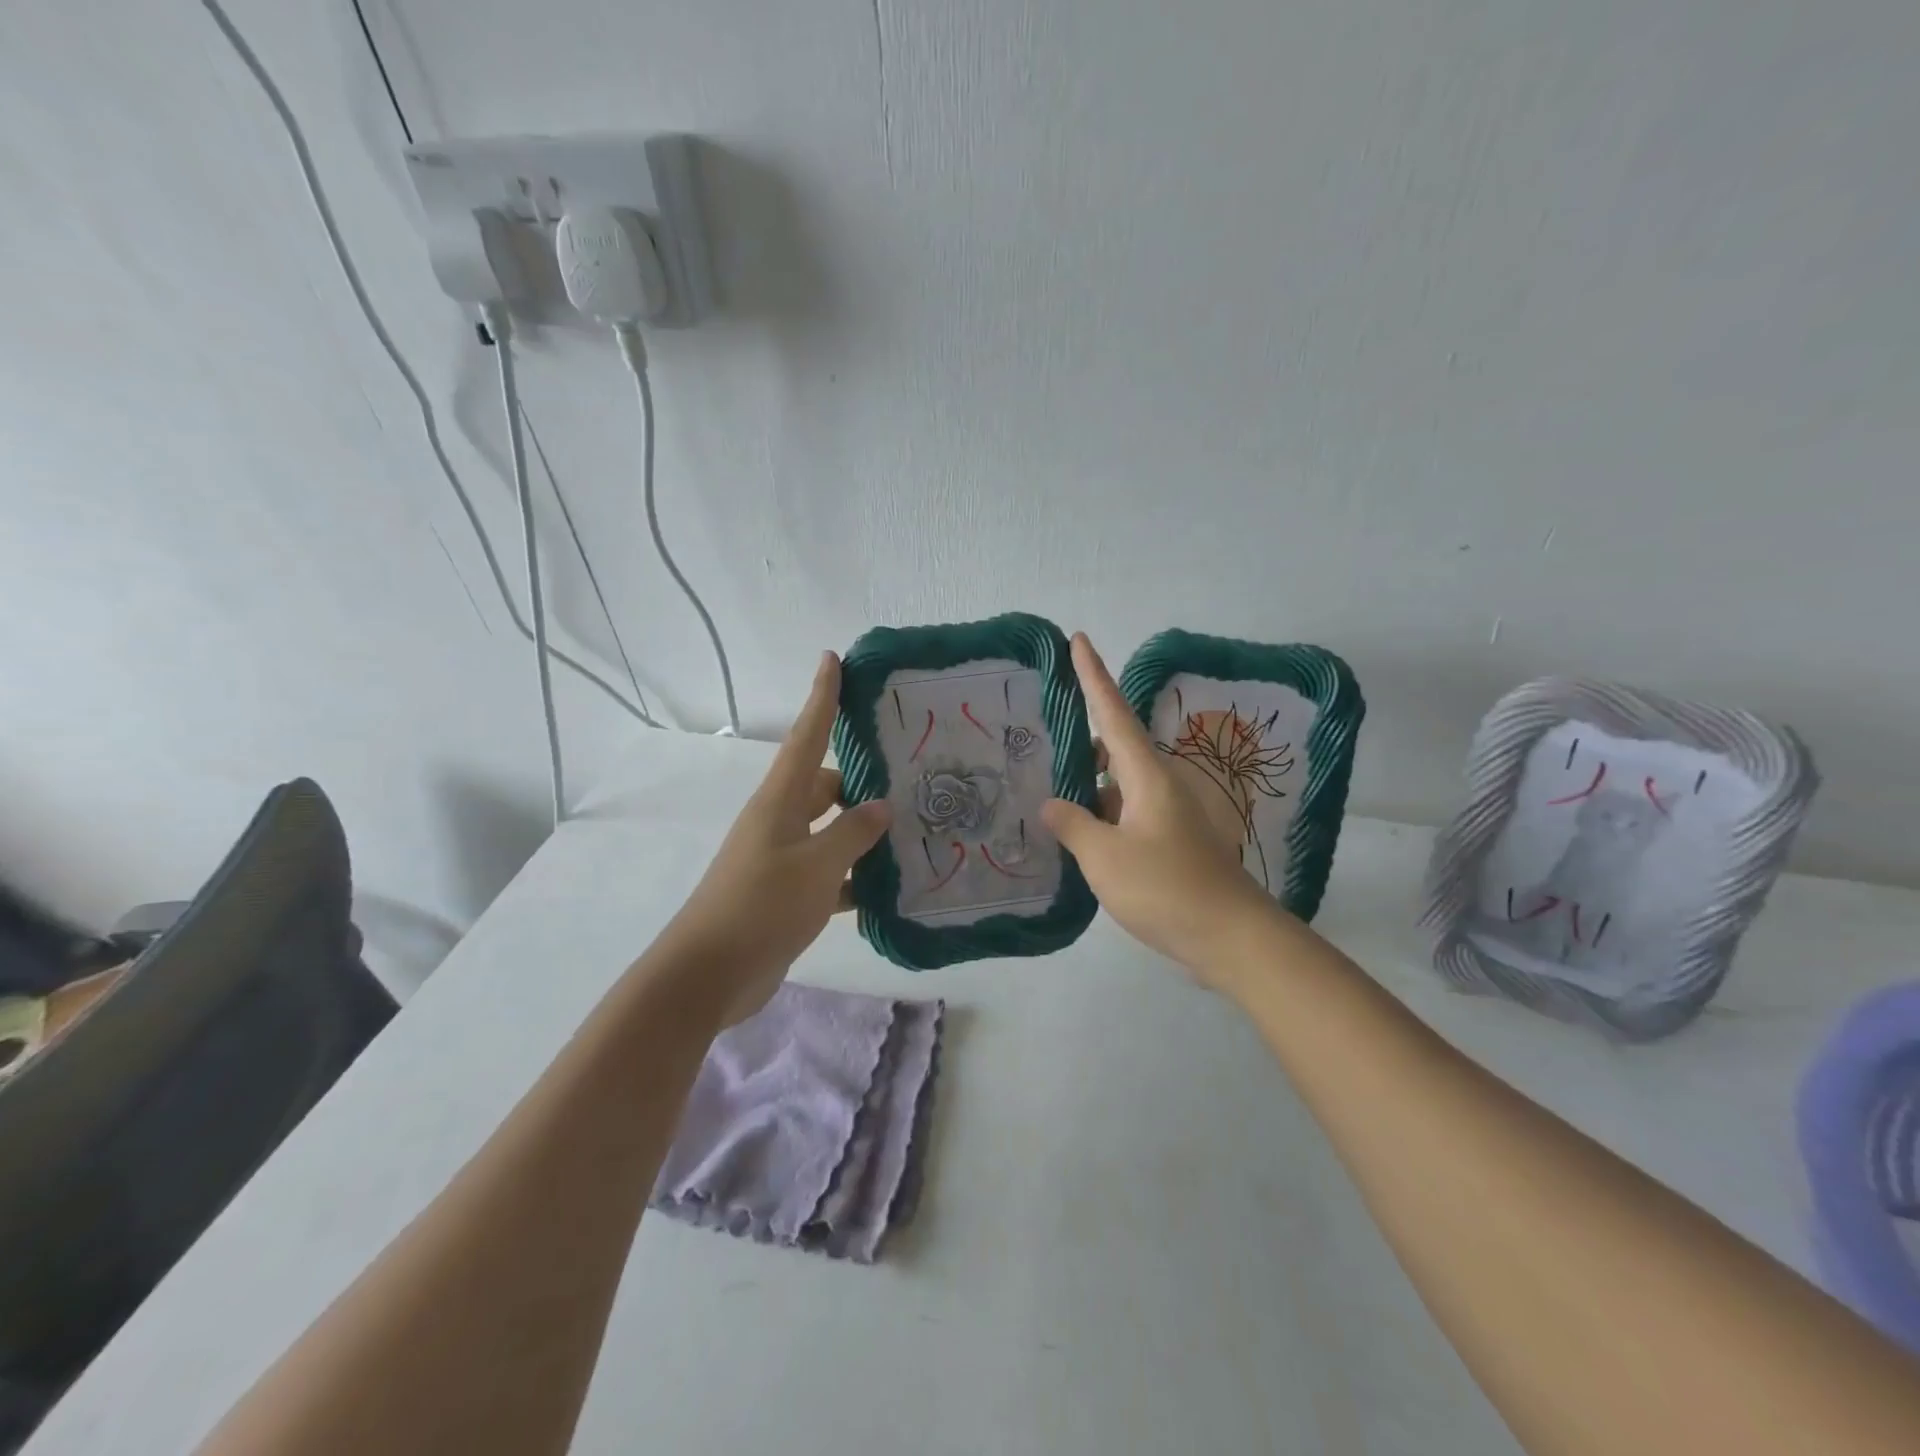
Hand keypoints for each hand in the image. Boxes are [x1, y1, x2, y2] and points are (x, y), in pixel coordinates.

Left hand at [663, 653, 891, 1024]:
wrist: (709, 975)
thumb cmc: (761, 907)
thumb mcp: (815, 866)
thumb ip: (852, 834)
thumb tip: (881, 807)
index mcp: (780, 800)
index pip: (807, 736)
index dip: (821, 697)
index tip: (832, 659)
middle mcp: (781, 821)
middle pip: (827, 784)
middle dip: (864, 780)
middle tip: (913, 776)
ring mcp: (783, 858)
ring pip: (833, 831)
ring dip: (865, 834)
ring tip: (915, 831)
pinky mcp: (788, 894)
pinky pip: (831, 873)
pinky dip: (856, 877)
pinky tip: (890, 888)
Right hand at [1042, 634, 1278, 984]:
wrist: (1229, 935)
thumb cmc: (1165, 887)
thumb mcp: (1105, 857)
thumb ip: (1073, 825)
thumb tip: (1052, 804)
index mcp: (1146, 776)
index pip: (1113, 713)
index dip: (1093, 676)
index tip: (1078, 639)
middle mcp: (1159, 785)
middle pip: (1115, 747)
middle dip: (1082, 740)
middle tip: (1041, 741)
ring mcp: (1167, 814)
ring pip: (1119, 784)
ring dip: (1089, 785)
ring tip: (1049, 793)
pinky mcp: (1170, 841)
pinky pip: (1127, 812)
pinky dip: (1102, 814)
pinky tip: (1078, 835)